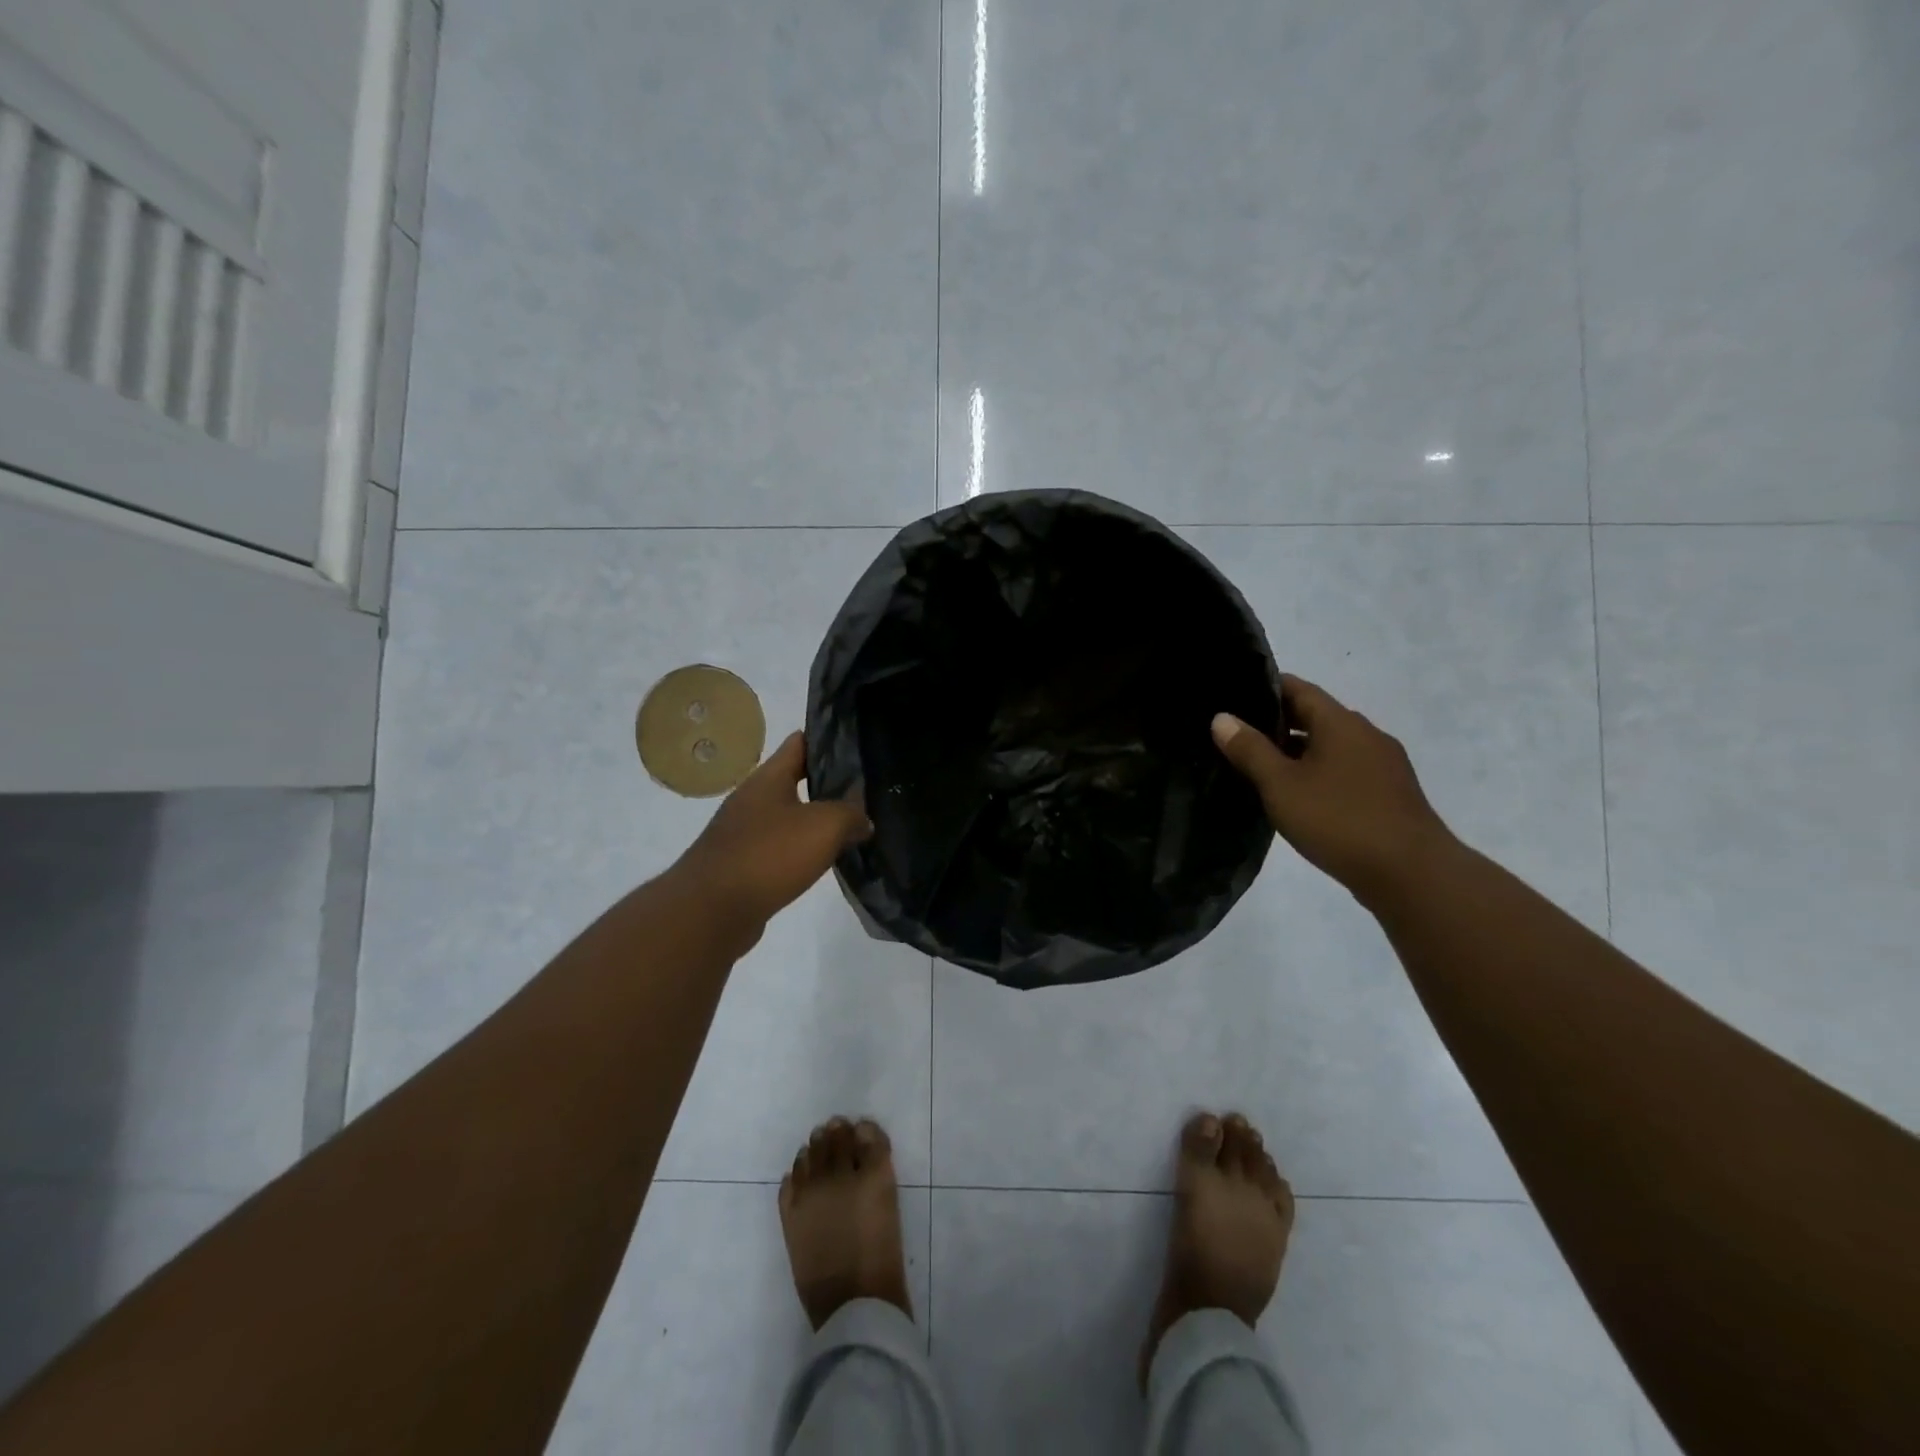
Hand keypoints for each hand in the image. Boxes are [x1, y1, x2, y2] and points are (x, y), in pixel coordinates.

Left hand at [671, 731, 872, 933]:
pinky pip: (778, 848)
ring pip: (787, 816)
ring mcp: (742, 833)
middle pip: (794, 780)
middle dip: (827, 784)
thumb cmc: (769, 855)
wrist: (711, 911)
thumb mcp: (824, 826)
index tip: (857, 744)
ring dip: (814, 821)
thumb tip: (863, 821)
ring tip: (850, 828)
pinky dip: (799, 851)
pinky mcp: (740, 865)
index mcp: (768, 778)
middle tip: (864, 790)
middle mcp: (752, 799)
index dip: (828, 740)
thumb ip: (851, 815)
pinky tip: (821, 862)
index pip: (800, 743)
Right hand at [1212, 675, 1452, 906]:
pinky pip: (1347, 769)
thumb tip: (1221, 718)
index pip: (1299, 688)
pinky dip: (1320, 772)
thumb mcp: (1281, 785)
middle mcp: (1366, 734)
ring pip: (1332, 745)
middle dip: (1279, 722)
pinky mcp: (1391, 793)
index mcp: (1340, 723)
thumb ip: (1250, 750)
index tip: (1236, 695)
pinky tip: (1301, 795)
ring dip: (1300, 750)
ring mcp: (1384, 765)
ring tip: (1263, 766)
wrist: (1412, 874)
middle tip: (1239, 734)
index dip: (1266, 687)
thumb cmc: (1339, 820)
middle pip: (1317, 716)